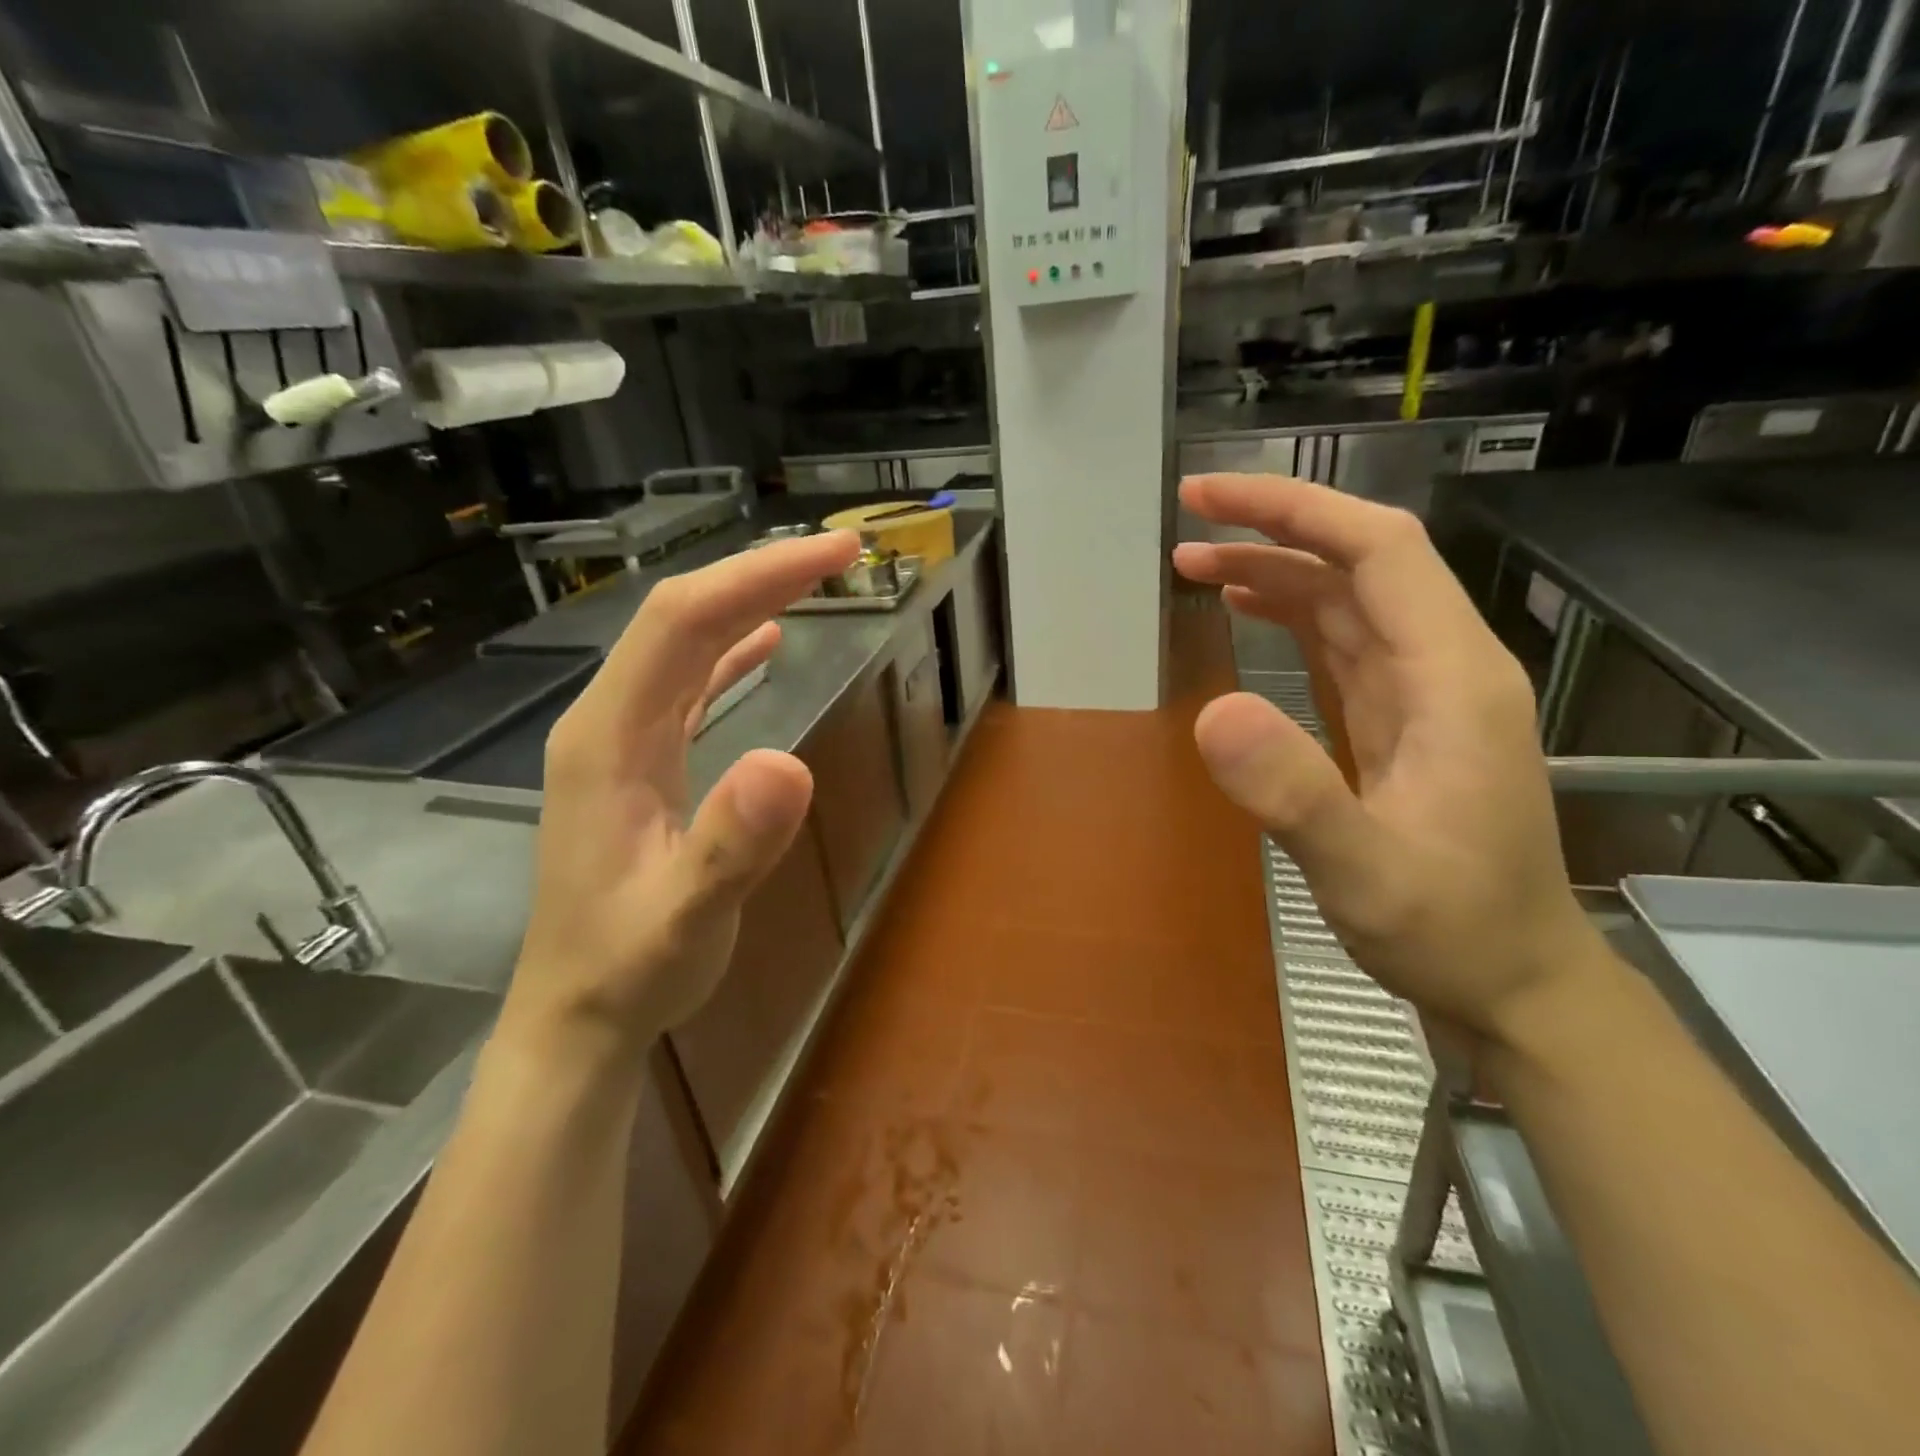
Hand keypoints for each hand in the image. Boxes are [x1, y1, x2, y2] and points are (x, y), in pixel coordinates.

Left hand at [504, 531, 860, 1062]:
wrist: (578, 1015)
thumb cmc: (629, 968)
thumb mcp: (686, 917)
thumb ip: (731, 845)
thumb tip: (791, 763)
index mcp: (609, 737)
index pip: (683, 621)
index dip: (758, 576)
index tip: (835, 556)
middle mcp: (609, 722)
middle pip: (682, 618)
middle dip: (761, 573)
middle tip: (843, 554)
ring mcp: (622, 741)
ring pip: (685, 645)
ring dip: (748, 601)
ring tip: (812, 578)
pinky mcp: (641, 763)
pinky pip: (687, 685)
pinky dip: (729, 652)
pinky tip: (764, 642)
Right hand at [1173, 475, 1603, 1041]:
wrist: (1513, 980)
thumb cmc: (1450, 929)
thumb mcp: (1366, 872)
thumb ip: (1295, 794)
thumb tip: (1211, 712)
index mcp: (1451, 677)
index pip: (1377, 551)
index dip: (1295, 511)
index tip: (1211, 499)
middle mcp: (1443, 666)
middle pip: (1360, 562)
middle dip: (1275, 526)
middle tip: (1188, 517)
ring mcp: (1423, 693)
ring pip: (1346, 599)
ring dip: (1273, 569)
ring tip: (1194, 563)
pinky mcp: (1399, 719)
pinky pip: (1340, 642)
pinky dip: (1289, 613)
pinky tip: (1246, 610)